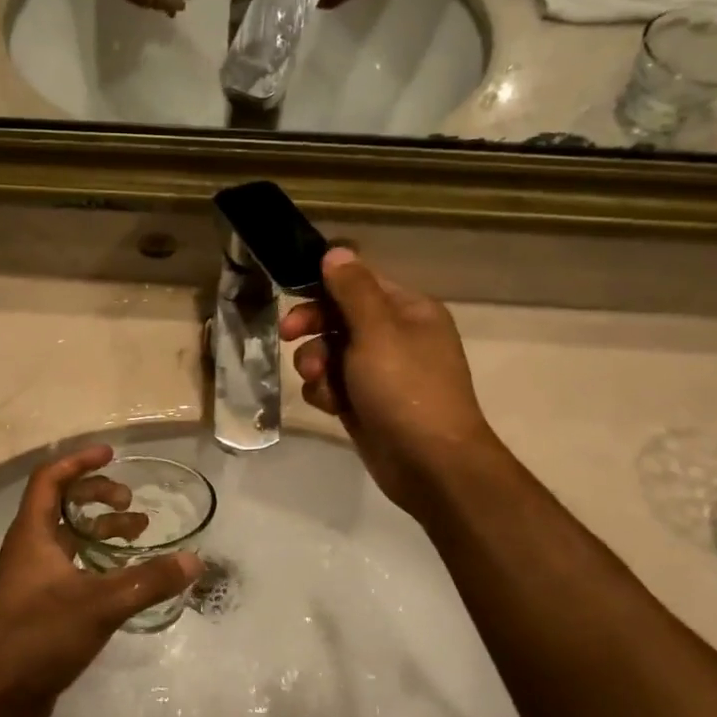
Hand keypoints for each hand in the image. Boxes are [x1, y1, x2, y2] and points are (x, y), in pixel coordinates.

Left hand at [0, 444, 201, 716]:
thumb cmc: (40, 637)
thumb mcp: (100, 605)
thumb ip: (149, 581)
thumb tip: (195, 560)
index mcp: (32, 534)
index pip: (49, 478)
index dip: (79, 461)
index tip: (111, 454)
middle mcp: (28, 547)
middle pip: (60, 502)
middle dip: (96, 494)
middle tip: (130, 501)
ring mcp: (32, 575)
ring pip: (68, 535)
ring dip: (101, 528)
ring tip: (139, 533)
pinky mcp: (40, 601)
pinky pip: (71, 562)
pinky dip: (97, 557)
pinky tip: (124, 574)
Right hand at [282, 248, 496, 519]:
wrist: (429, 464)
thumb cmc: (406, 388)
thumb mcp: (377, 331)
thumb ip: (353, 290)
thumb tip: (336, 252)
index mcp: (409, 311)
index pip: (359, 284)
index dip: (323, 288)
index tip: (291, 297)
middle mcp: (396, 337)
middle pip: (339, 318)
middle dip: (313, 329)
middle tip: (287, 335)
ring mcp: (380, 373)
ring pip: (330, 354)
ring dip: (316, 365)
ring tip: (321, 383)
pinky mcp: (365, 404)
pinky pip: (333, 386)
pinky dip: (326, 394)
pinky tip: (331, 407)